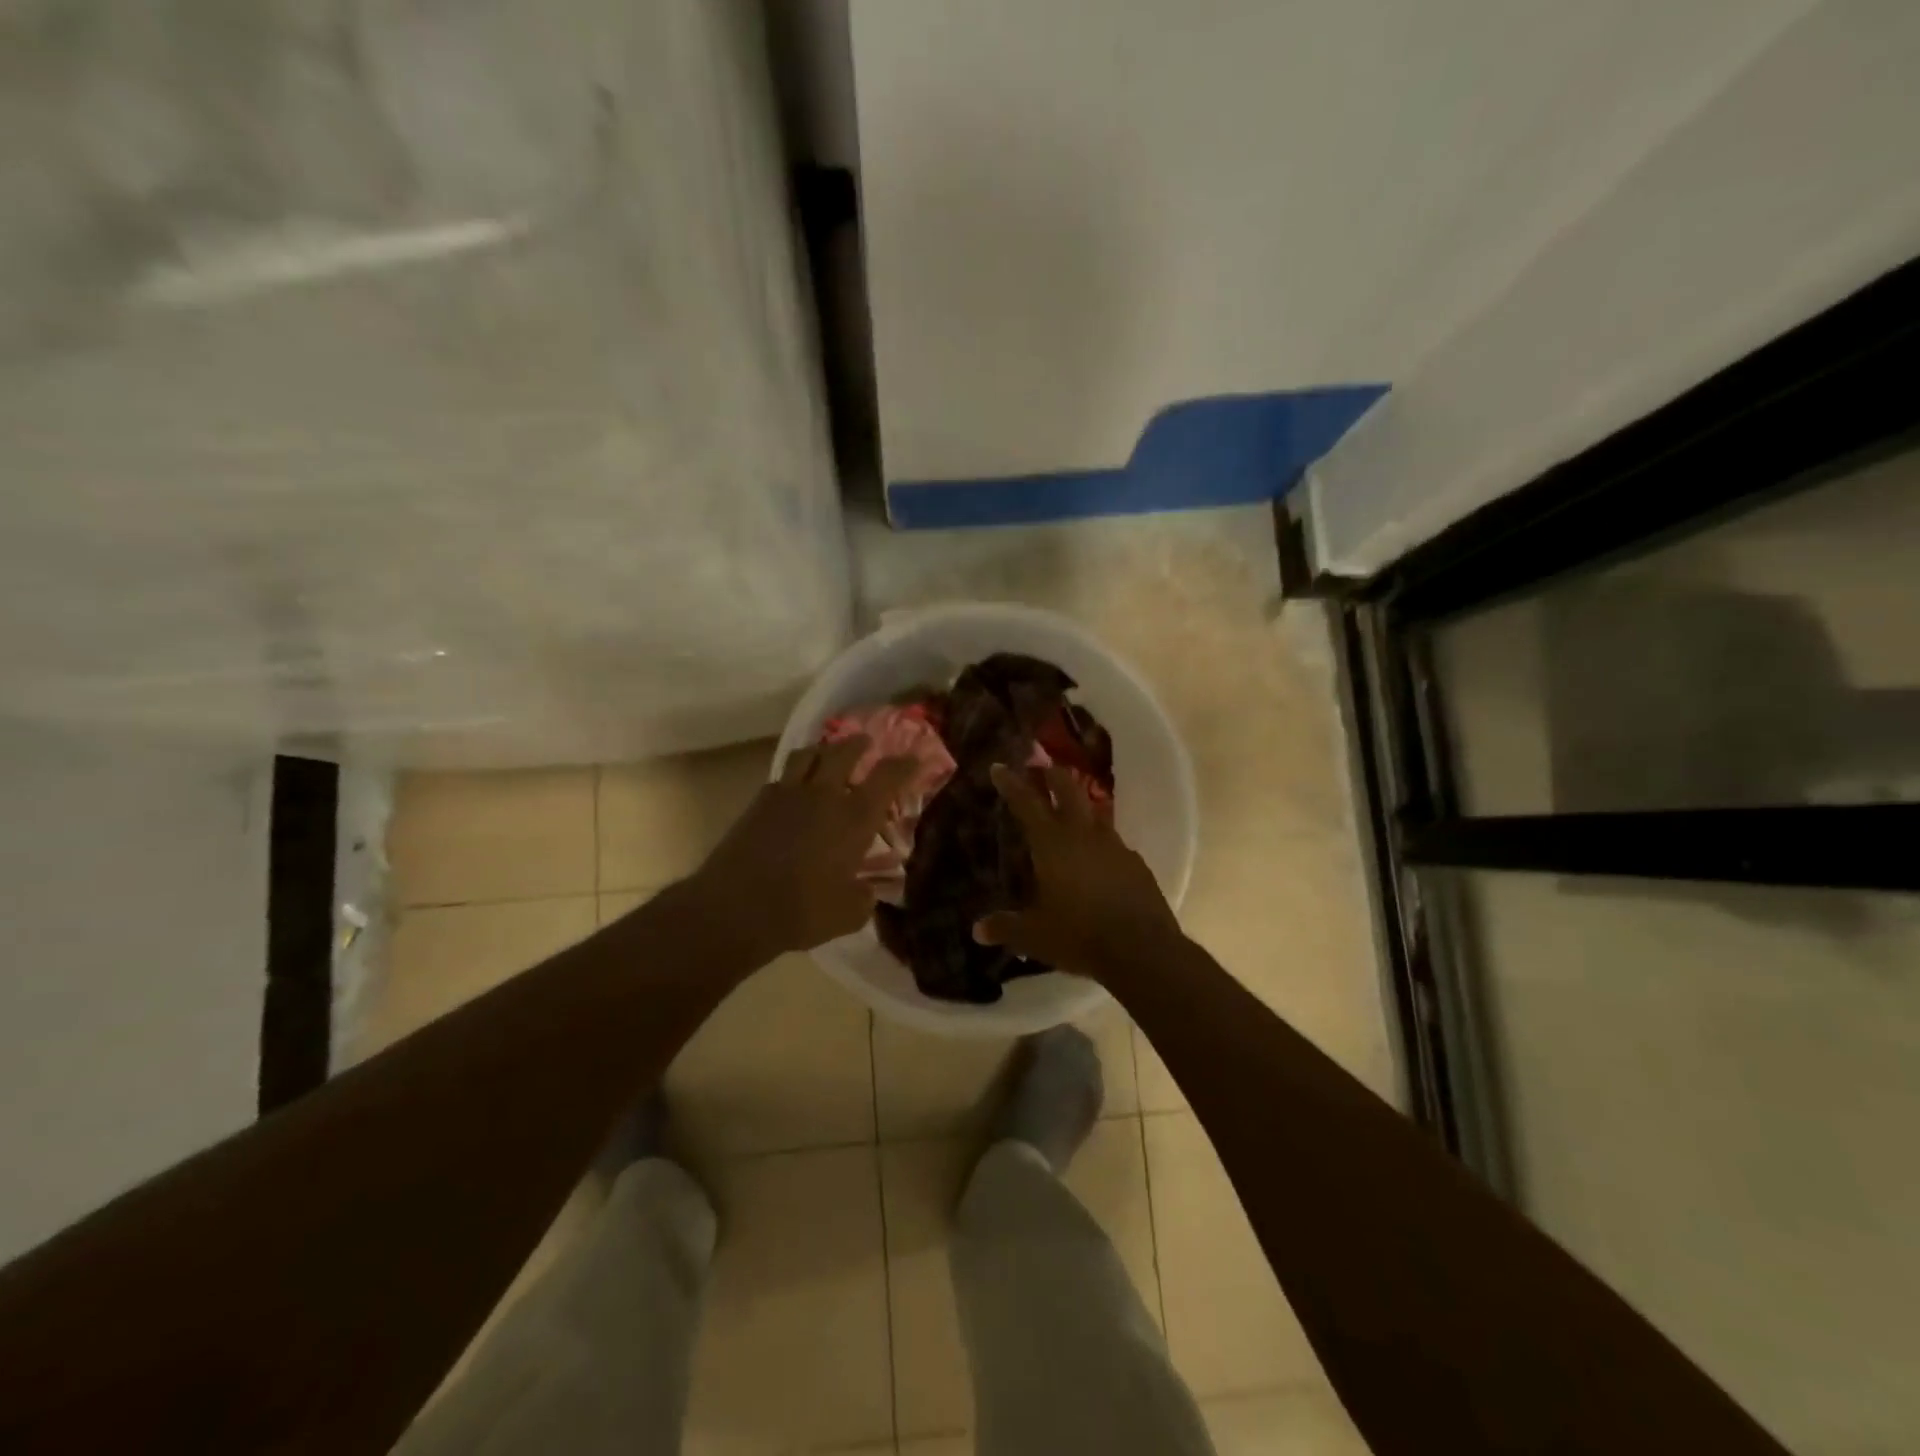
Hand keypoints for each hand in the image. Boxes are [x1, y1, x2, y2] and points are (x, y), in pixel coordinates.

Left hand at [688, 736, 916, 958]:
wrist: (735, 908)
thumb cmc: (802, 911)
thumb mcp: (849, 914)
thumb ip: (864, 897)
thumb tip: (867, 889)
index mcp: (854, 818)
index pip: (887, 777)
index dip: (904, 765)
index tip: (915, 759)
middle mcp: (824, 796)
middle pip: (844, 752)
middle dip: (859, 745)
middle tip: (866, 744)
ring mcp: (788, 794)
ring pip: (809, 754)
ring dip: (824, 750)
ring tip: (828, 755)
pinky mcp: (759, 802)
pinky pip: (782, 777)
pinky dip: (795, 776)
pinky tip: (795, 790)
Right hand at [974, 762, 1183, 977]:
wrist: (1142, 950)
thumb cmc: (1079, 935)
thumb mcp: (1034, 935)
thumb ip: (1005, 927)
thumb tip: (977, 930)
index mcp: (1053, 843)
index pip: (1027, 803)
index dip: (1011, 783)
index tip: (999, 767)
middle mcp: (1084, 835)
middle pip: (1069, 790)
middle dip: (1053, 776)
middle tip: (1042, 770)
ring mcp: (1115, 847)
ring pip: (1095, 814)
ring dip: (1080, 807)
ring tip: (1070, 813)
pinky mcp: (1136, 864)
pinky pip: (1114, 844)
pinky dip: (1100, 843)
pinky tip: (1098, 859)